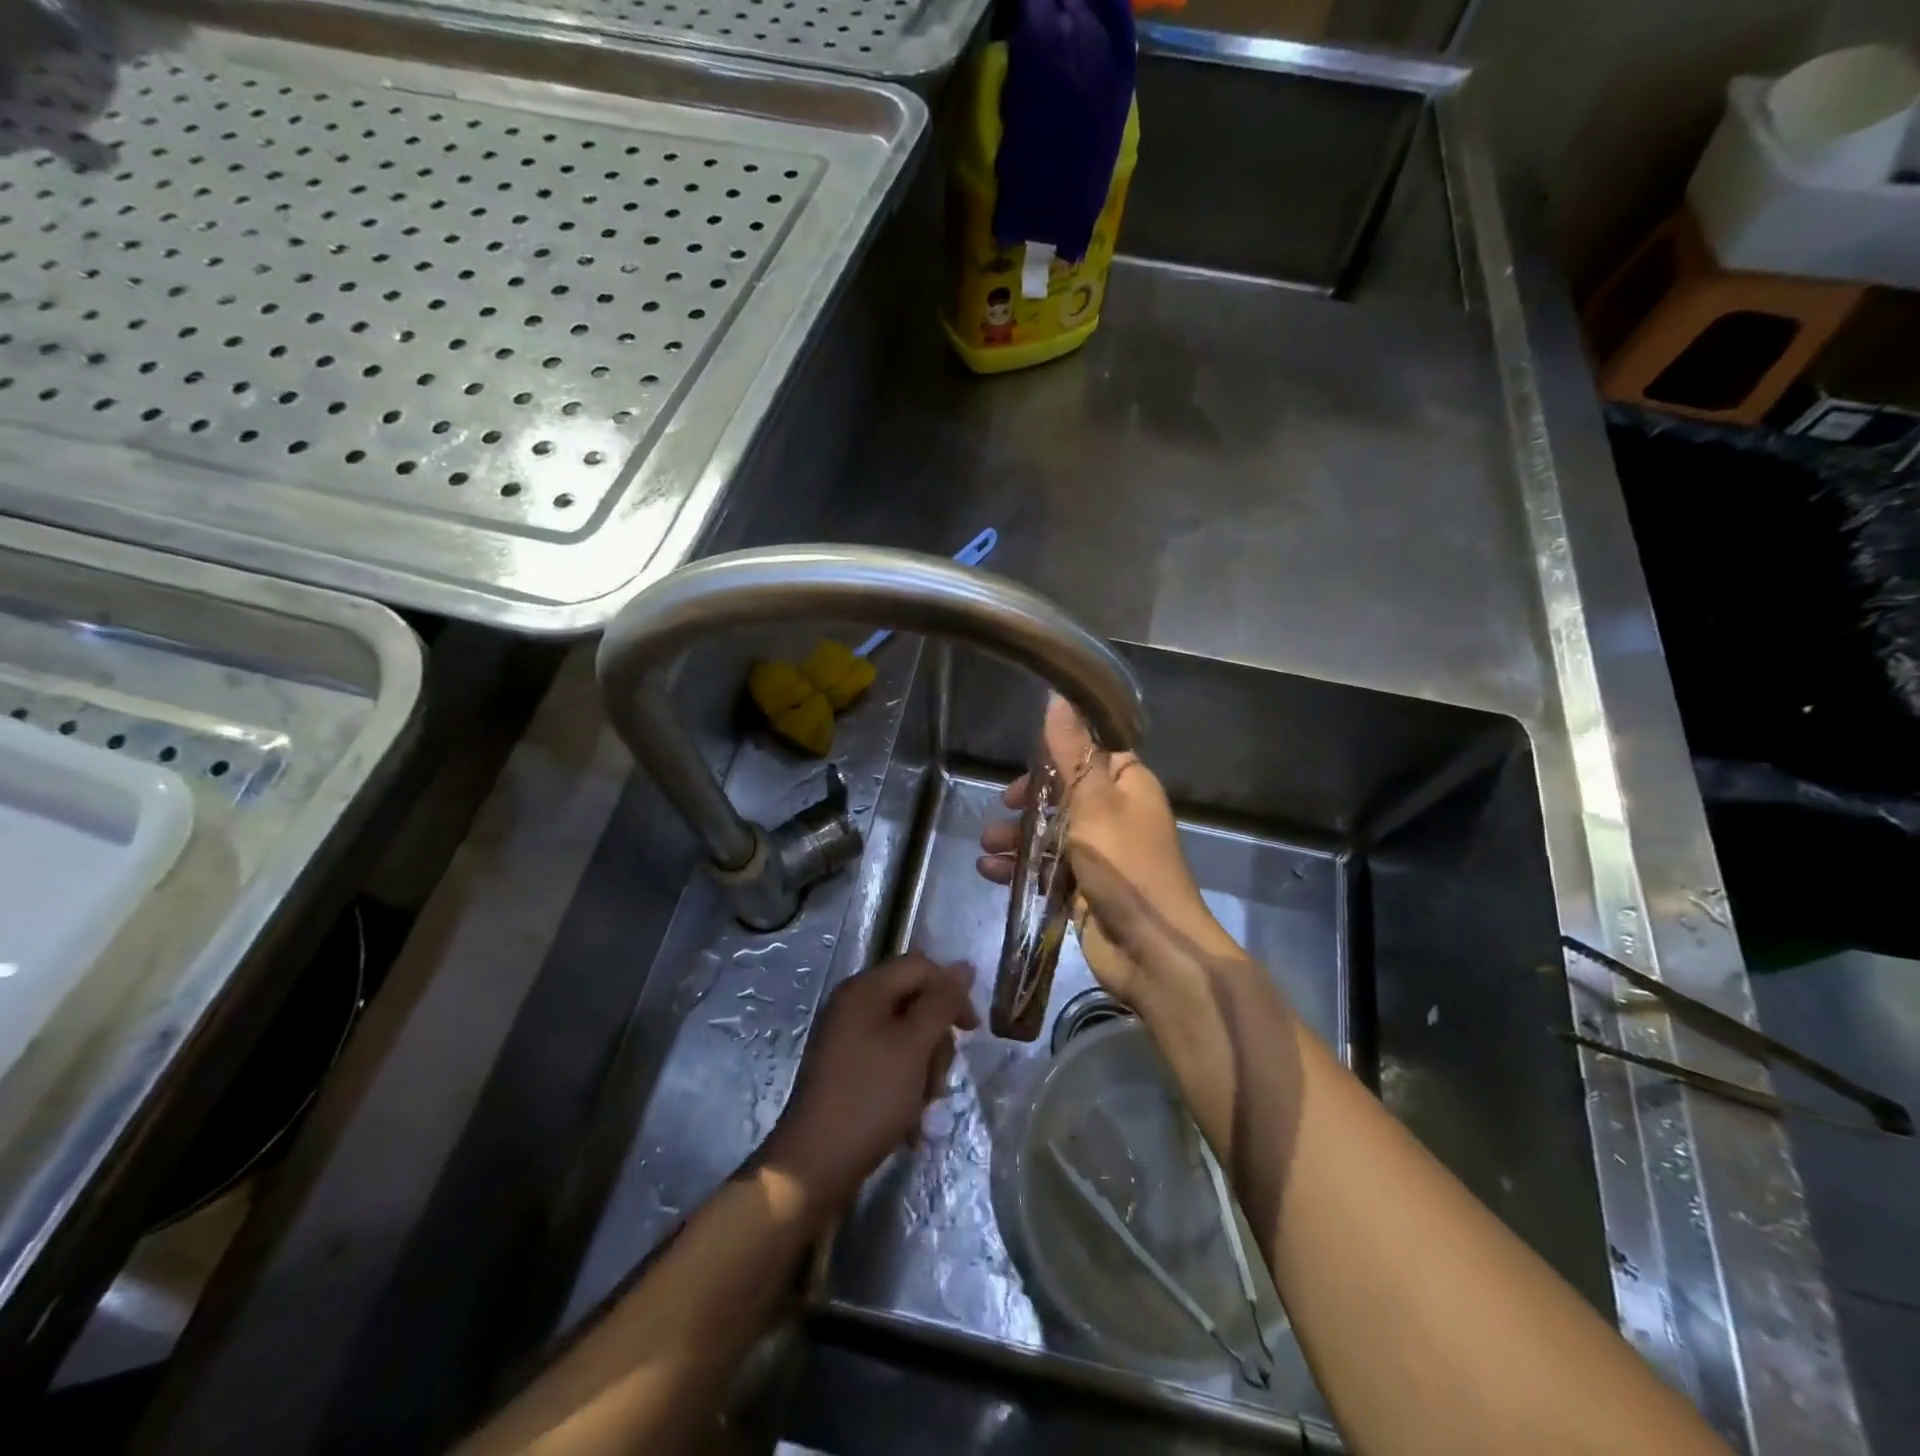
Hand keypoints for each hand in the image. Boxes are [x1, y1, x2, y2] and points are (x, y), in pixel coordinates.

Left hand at [762, 954, 977, 1218]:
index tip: (972, 1031)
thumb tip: (964, 967)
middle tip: (939, 1077)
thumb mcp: (914, 1046)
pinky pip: (889, 1062)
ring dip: (924, 1068)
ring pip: (906, 1037)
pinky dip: (905, 1084)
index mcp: (865, 989)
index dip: (951, 991)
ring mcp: (847, 1039)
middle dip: (936, 1039)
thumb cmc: (869, 1097)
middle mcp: (853, 1005)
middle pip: (914, 1002)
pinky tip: (910, 1118)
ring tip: (924, 1104)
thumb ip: (942, 1003)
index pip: (920, 967)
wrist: (814, 1166)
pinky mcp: (846, 1070)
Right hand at [977, 697, 1241, 1006]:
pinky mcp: (1084, 890)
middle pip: (1064, 795)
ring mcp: (1100, 855)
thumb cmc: (1125, 863)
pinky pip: (1047, 869)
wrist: (1152, 948)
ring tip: (986, 846)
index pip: (1091, 753)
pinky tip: (990, 872)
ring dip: (1017, 837)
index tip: (1024, 760)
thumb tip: (1058, 695)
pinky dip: (1019, 869)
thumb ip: (1071, 752)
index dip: (1057, 752)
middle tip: (1003, 805)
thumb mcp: (1093, 800)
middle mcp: (1116, 816)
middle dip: (1029, 801)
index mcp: (1128, 786)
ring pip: (1051, 834)